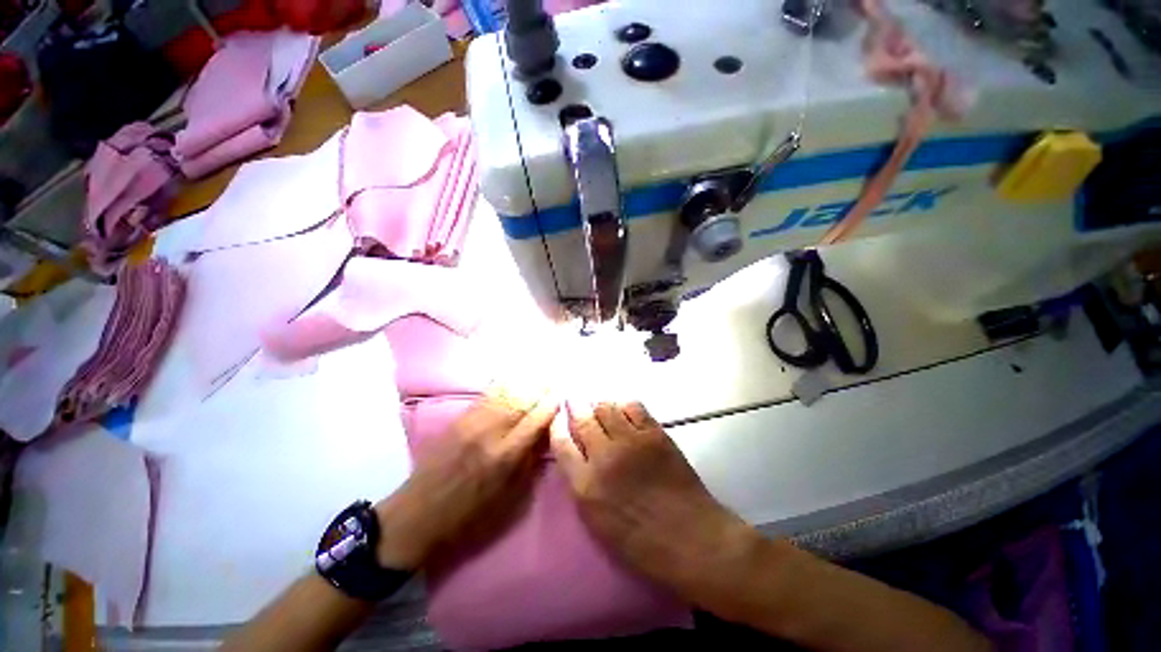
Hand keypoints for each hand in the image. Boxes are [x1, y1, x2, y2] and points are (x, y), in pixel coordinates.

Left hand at [373, 391, 558, 569]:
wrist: (421, 514)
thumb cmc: (469, 518)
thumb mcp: (508, 502)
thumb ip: (527, 468)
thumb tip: (542, 442)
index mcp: (505, 457)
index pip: (535, 421)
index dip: (551, 405)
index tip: (564, 394)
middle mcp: (488, 433)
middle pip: (518, 401)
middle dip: (538, 388)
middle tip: (555, 378)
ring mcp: (468, 424)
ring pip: (499, 394)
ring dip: (520, 382)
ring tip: (537, 373)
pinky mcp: (454, 422)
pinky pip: (482, 398)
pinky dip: (499, 387)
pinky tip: (508, 380)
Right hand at [551, 401, 755, 595]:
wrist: (689, 538)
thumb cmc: (641, 545)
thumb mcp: (597, 523)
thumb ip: (583, 489)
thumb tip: (579, 465)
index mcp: (585, 485)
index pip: (561, 444)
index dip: (556, 428)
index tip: (556, 420)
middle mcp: (604, 457)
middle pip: (583, 420)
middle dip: (575, 409)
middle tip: (573, 403)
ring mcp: (633, 443)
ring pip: (607, 409)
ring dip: (599, 406)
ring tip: (597, 407)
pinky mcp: (658, 436)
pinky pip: (635, 410)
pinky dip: (625, 407)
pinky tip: (624, 411)